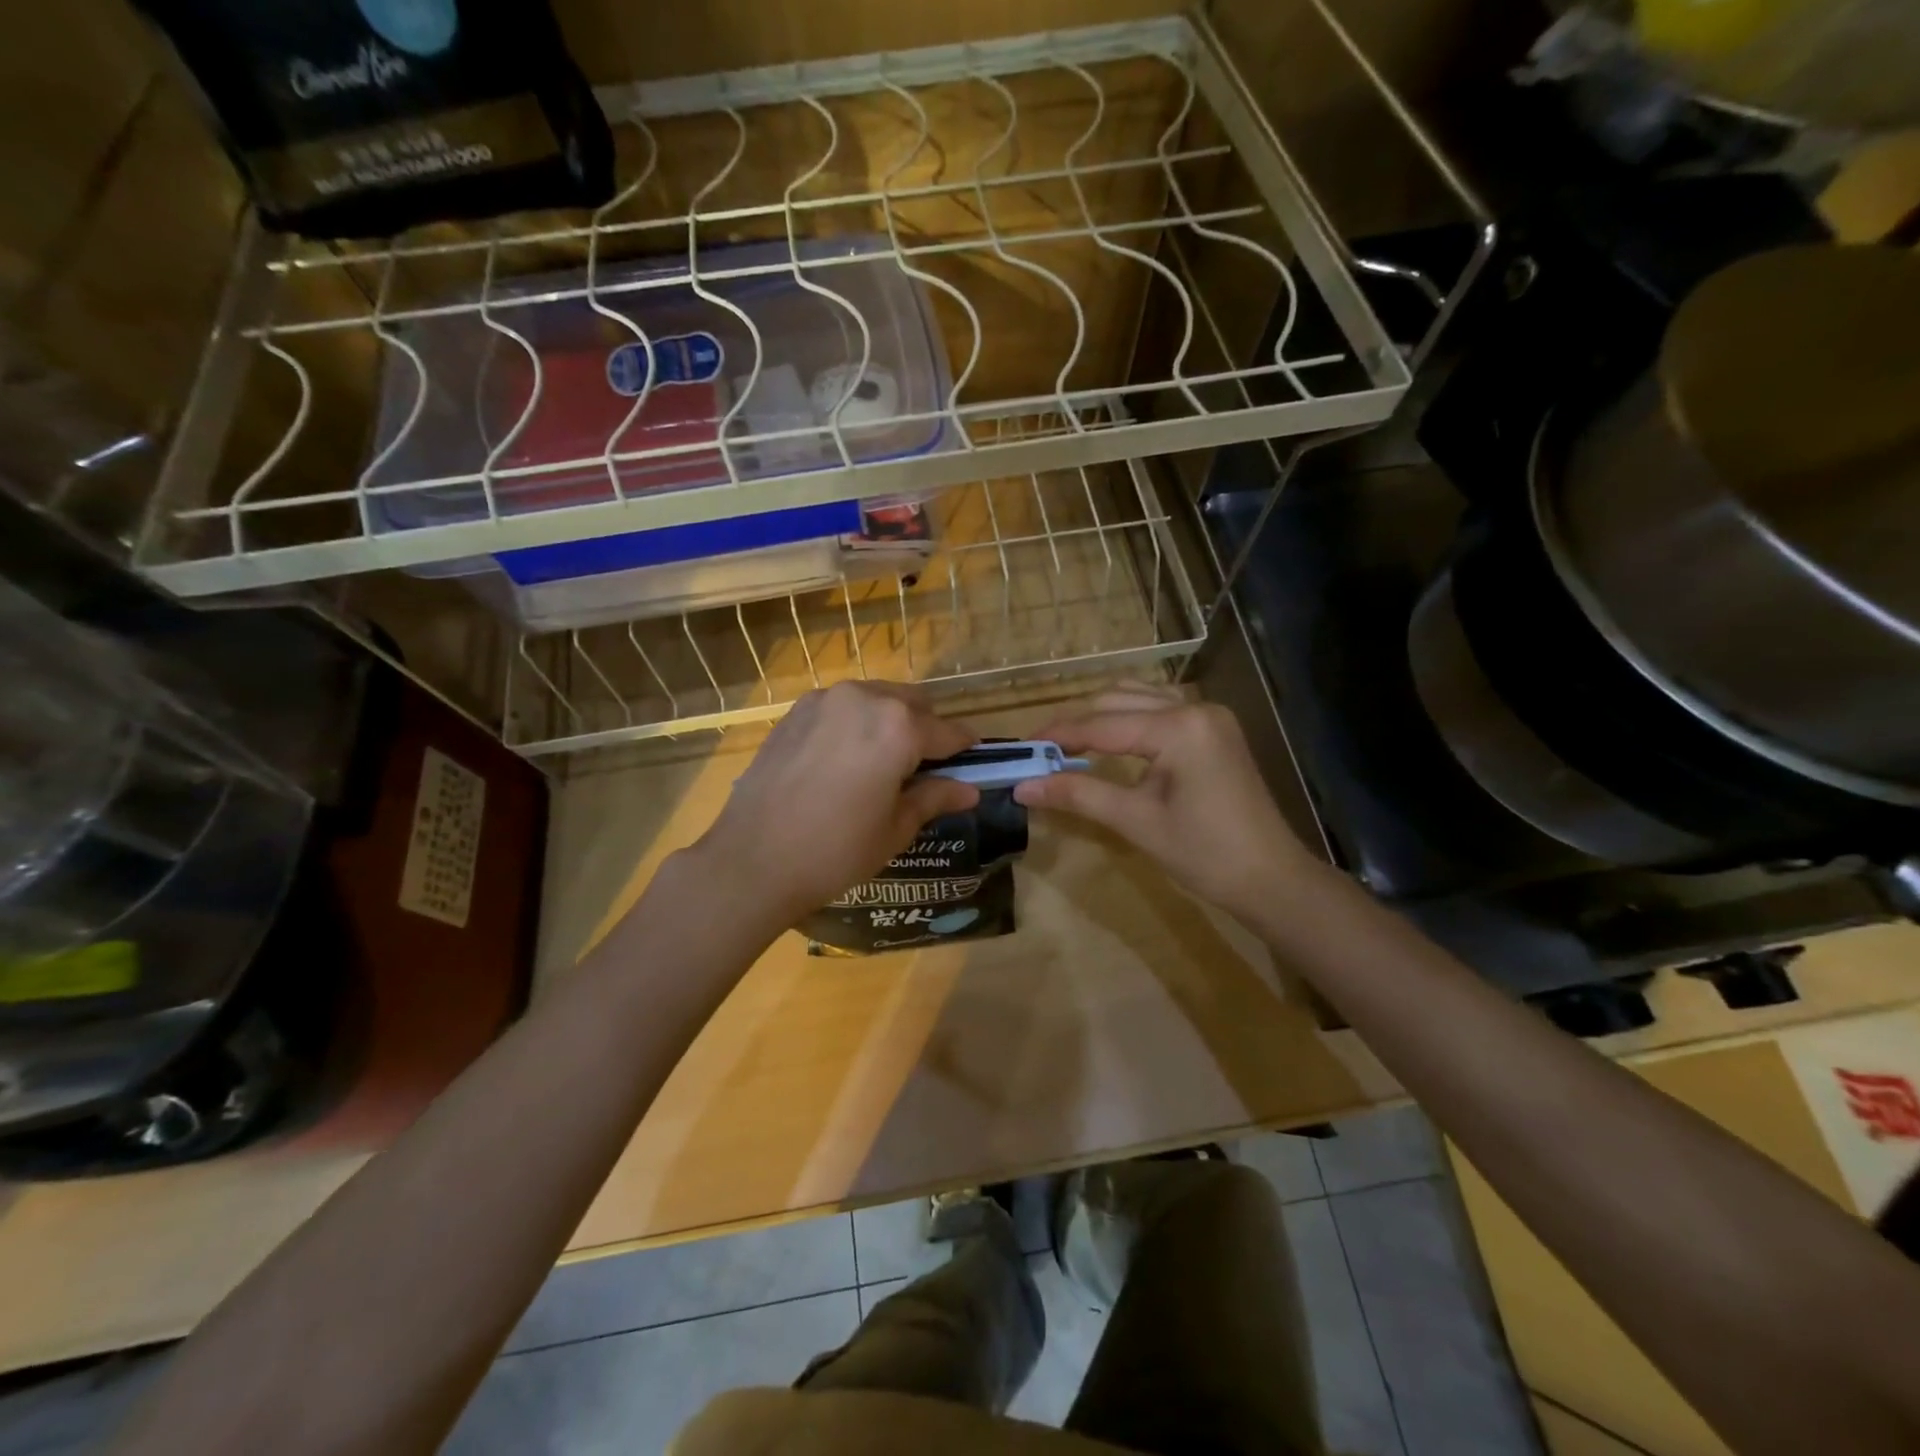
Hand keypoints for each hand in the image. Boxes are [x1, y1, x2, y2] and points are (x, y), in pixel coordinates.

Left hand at [690, 682, 980, 927]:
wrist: (752, 860)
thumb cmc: (835, 851)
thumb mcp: (895, 828)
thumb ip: (935, 798)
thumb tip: (969, 790)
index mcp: (898, 727)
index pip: (947, 731)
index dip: (964, 748)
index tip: (973, 760)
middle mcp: (864, 698)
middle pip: (913, 703)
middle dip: (926, 729)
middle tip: (924, 768)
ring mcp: (825, 700)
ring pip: (876, 698)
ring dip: (891, 721)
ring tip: (882, 763)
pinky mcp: (795, 711)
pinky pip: (842, 707)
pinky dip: (856, 723)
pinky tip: (845, 759)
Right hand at [1012, 684, 1317, 919]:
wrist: (1271, 878)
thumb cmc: (1205, 855)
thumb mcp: (1136, 822)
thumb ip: (1078, 795)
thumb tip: (1022, 786)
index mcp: (1179, 728)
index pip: (1102, 725)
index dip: (1058, 736)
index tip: (1022, 749)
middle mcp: (1195, 708)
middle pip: (1117, 702)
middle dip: (1076, 724)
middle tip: (1040, 752)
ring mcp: (1208, 715)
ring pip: (1138, 698)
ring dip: (1101, 715)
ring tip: (1068, 744)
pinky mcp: (1214, 728)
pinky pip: (1160, 708)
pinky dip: (1129, 717)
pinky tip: (1110, 739)